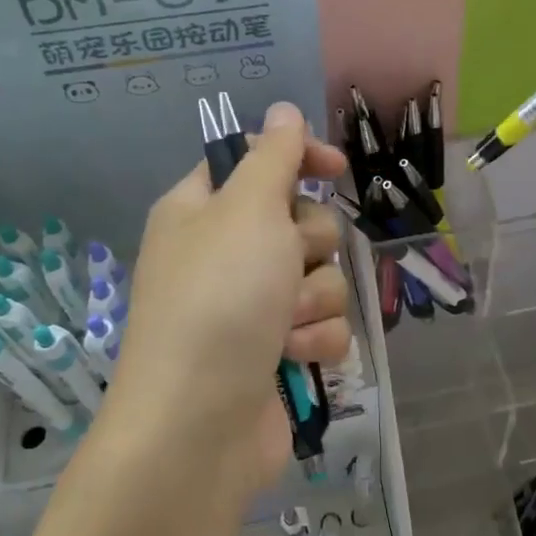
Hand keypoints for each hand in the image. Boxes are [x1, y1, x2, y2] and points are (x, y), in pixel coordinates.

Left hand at [106, 103, 352, 497]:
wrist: (198, 426)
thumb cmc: (219, 301)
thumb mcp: (246, 211)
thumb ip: (273, 157)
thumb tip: (283, 109)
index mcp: (203, 210)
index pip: (258, 161)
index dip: (300, 159)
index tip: (336, 168)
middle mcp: (226, 253)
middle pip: (302, 221)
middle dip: (308, 246)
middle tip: (284, 268)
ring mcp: (252, 306)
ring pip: (322, 276)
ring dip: (313, 300)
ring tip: (283, 327)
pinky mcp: (277, 351)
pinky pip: (323, 325)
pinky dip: (315, 340)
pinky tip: (292, 359)